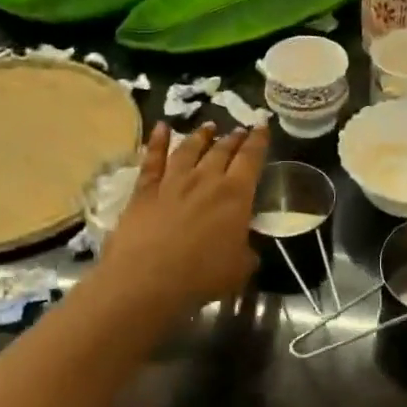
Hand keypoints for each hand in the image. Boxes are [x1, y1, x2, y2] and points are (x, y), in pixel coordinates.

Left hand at [99, 121, 270, 312]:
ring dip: (201, 136)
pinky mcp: (144, 190)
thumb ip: (246, 251)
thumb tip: (246, 246)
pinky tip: (161, 127)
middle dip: (233, 138)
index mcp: (236, 195)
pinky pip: (152, 159)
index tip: (262, 126)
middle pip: (222, 150)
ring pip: (189, 149)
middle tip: (239, 130)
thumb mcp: (240, 268)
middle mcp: (205, 179)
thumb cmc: (202, 276)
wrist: (148, 279)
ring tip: (208, 127)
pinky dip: (157, 141)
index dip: (259, 141)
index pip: (251, 159)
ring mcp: (173, 181)